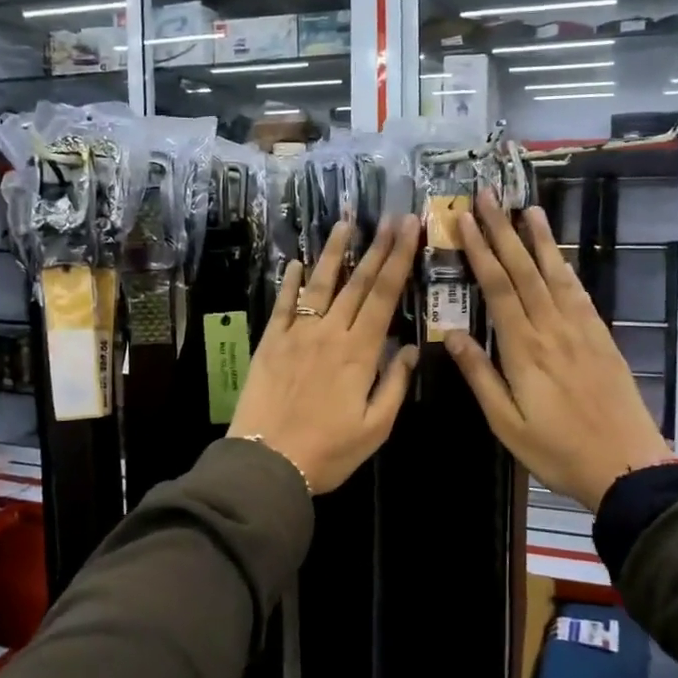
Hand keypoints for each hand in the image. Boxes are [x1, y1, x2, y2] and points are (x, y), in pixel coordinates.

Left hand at [228, 215, 421, 493]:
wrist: (266, 461)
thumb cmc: (328, 451)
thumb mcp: (375, 428)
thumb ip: (395, 385)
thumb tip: (411, 348)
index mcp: (360, 352)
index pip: (384, 296)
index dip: (399, 259)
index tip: (410, 228)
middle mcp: (330, 333)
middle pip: (358, 282)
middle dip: (378, 247)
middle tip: (391, 217)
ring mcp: (297, 333)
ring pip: (321, 284)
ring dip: (334, 252)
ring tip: (345, 224)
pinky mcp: (271, 342)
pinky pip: (284, 304)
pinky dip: (292, 282)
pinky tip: (298, 263)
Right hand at [444, 193, 673, 510]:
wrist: (627, 465)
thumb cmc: (558, 449)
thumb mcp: (506, 423)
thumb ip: (480, 375)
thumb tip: (450, 333)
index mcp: (524, 349)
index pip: (498, 288)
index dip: (480, 251)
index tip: (465, 221)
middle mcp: (552, 328)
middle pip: (524, 270)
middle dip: (502, 231)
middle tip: (487, 197)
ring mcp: (581, 329)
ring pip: (555, 274)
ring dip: (538, 239)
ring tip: (526, 208)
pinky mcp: (601, 336)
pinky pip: (579, 292)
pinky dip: (565, 267)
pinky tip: (558, 253)